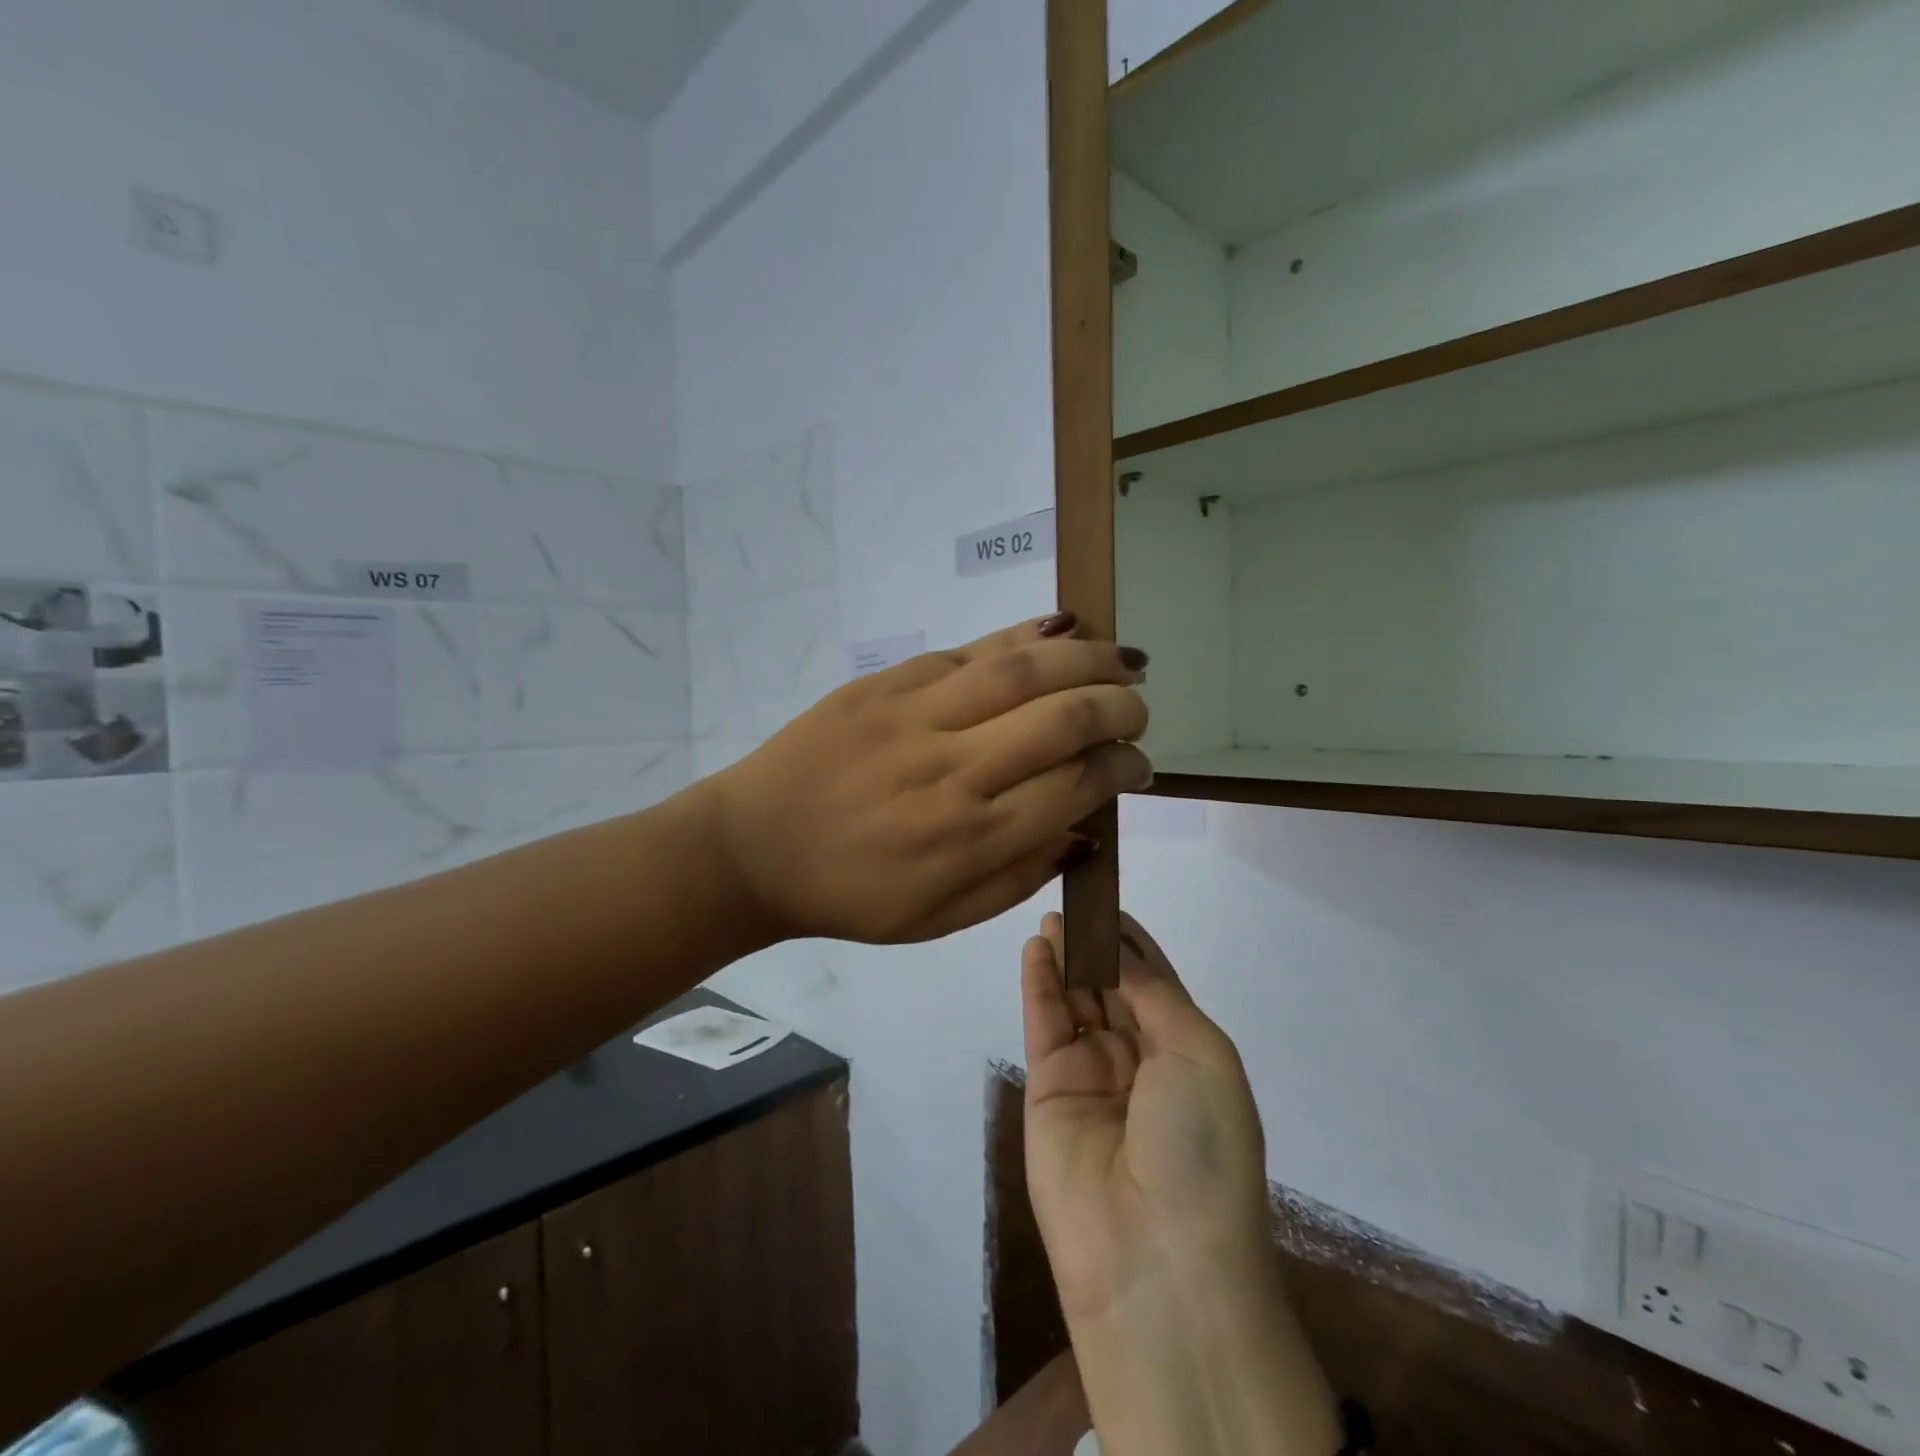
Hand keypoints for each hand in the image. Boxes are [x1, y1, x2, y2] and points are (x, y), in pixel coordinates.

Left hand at [705, 615, 1151, 944]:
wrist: (754, 848)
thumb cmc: (852, 895)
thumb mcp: (942, 917)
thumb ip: (1022, 876)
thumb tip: (1086, 827)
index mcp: (972, 837)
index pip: (1077, 784)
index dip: (1122, 767)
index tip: (1138, 763)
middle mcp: (955, 769)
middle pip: (1063, 718)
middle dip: (1120, 707)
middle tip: (1138, 708)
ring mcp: (918, 716)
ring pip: (1023, 669)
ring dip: (1088, 658)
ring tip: (1124, 658)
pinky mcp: (886, 683)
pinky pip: (969, 650)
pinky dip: (1024, 635)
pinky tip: (1062, 628)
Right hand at [1021, 913, 1270, 1321]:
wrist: (1154, 1257)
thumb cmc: (1199, 1144)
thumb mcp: (1201, 1055)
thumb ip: (1154, 994)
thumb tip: (1120, 952)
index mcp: (1189, 1055)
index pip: (1156, 984)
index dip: (1135, 943)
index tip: (1111, 901)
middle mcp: (1140, 1061)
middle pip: (1113, 986)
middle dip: (1097, 944)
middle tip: (1074, 896)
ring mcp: (1091, 1074)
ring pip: (1076, 999)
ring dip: (1067, 956)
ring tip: (1053, 913)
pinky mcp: (1047, 1087)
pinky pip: (1045, 1022)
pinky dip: (1040, 982)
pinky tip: (1036, 947)